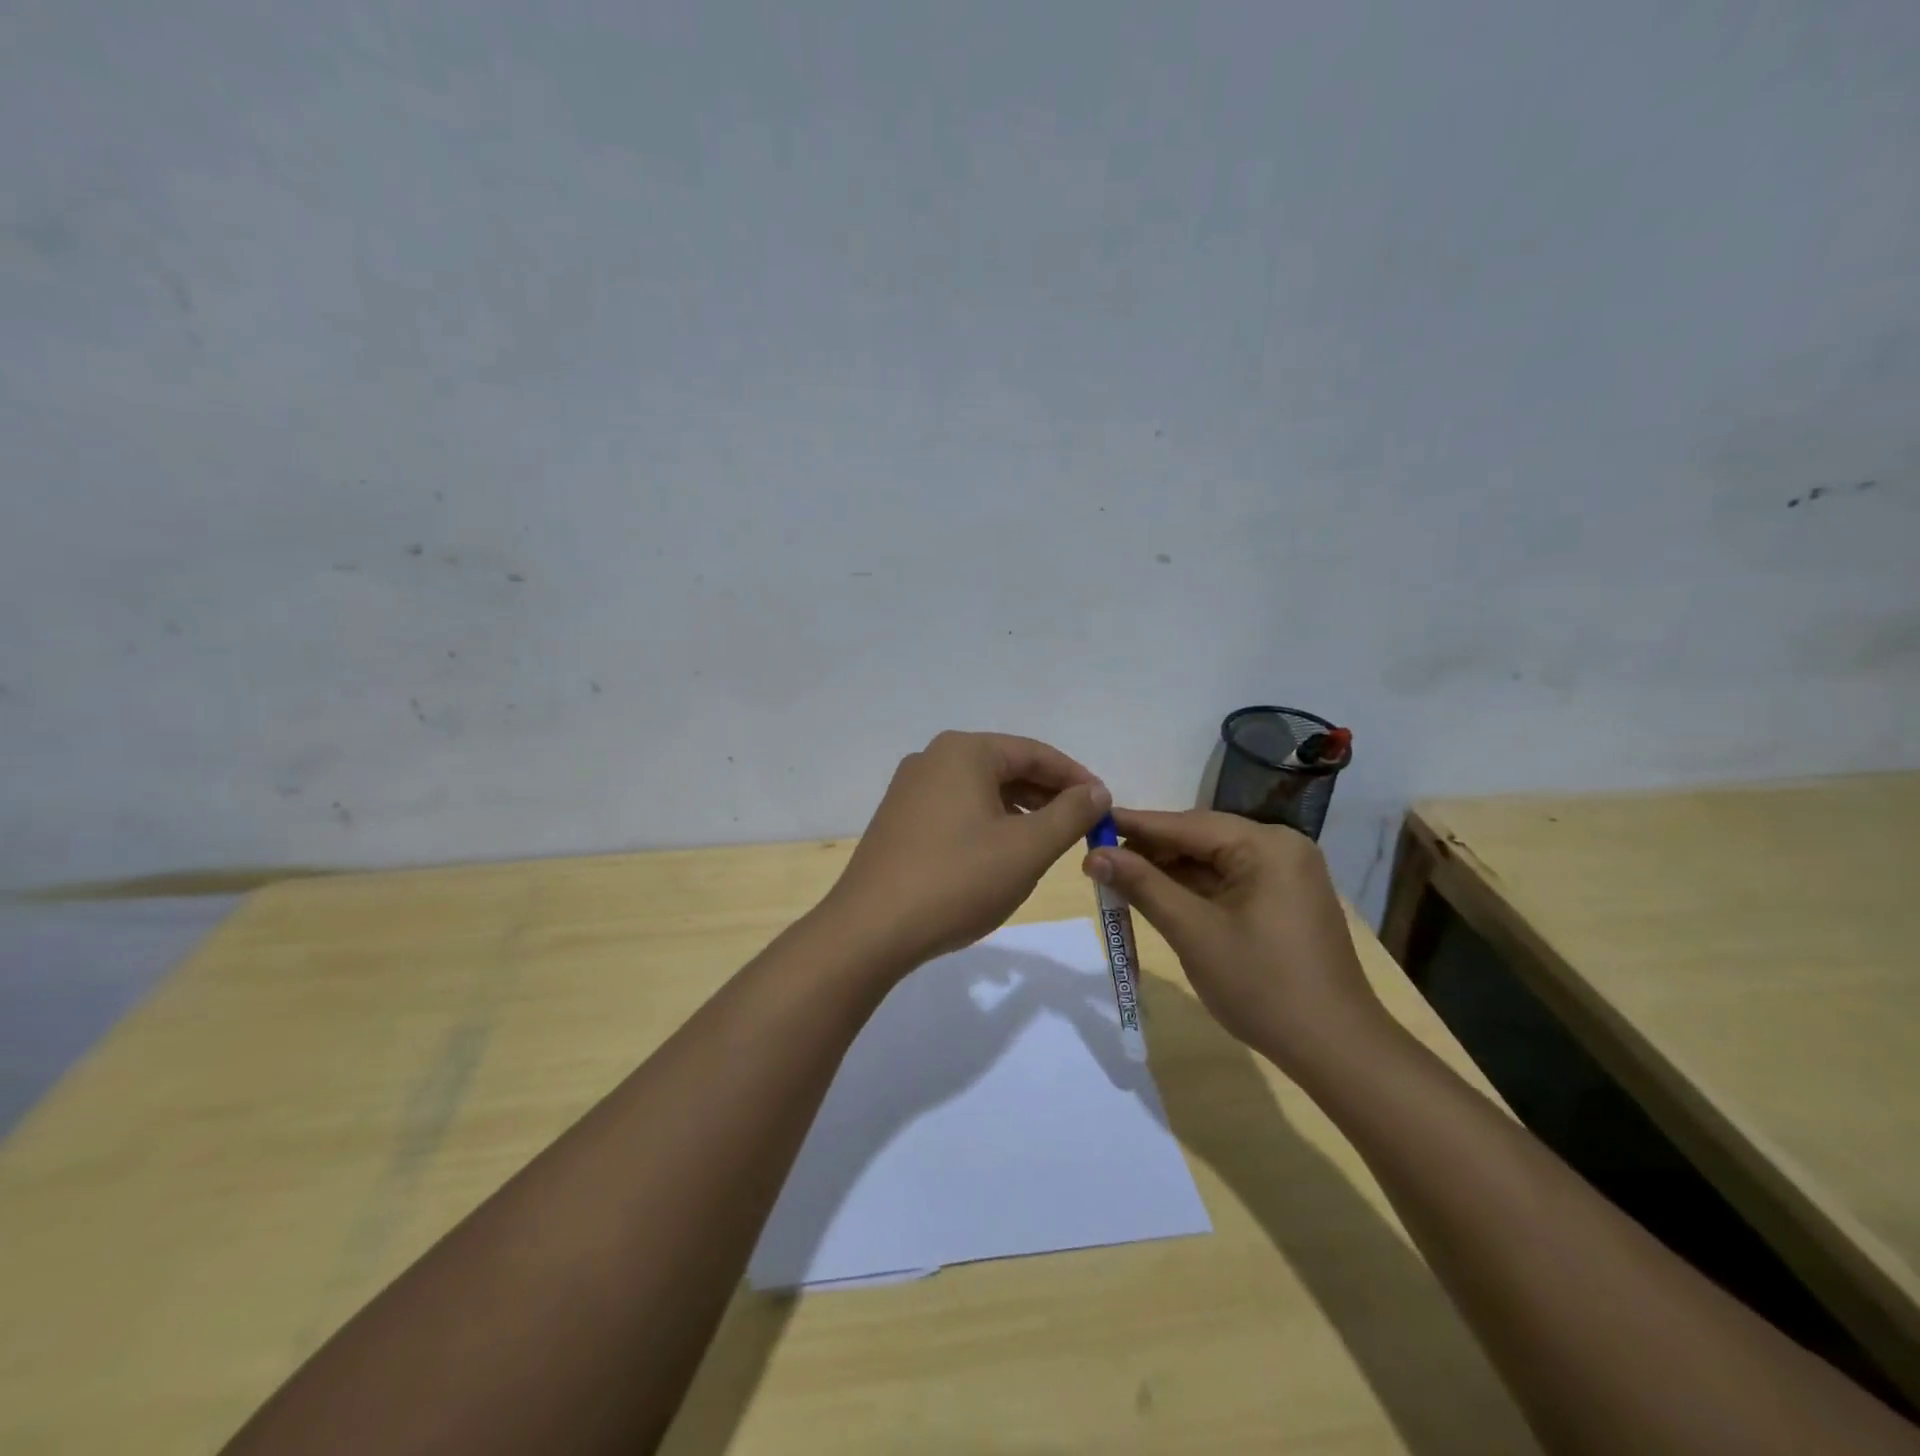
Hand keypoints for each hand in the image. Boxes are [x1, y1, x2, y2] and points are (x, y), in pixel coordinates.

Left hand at [824, 731, 1111, 974]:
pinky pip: (957, 809)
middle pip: (1006, 767)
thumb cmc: (958, 880)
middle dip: (1048, 795)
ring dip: (1019, 811)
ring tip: (1048, 841)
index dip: (1076, 778)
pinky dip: (988, 823)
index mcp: (964, 752)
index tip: (1105, 805)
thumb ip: (1070, 814)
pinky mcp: (899, 820)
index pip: (1034, 753)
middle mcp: (933, 759)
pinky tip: (1002, 853)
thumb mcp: (1027, 848)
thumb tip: (1096, 790)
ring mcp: (910, 789)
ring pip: (981, 790)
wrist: (871, 930)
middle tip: (1082, 825)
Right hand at [1081, 809, 1387, 1074]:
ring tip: (1119, 880)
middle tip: (1099, 860)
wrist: (1336, 1050)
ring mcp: (1286, 875)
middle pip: (1200, 839)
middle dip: (1150, 851)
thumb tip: (1094, 854)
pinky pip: (1228, 882)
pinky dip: (1193, 890)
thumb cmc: (1262, 986)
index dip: (1134, 825)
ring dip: (1168, 873)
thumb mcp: (1193, 932)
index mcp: (1266, 845)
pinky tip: (1158, 898)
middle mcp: (1280, 848)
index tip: (1091, 823)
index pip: (1186, 824)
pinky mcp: (1284, 900)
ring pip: (1212, 862)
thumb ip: (1143, 885)